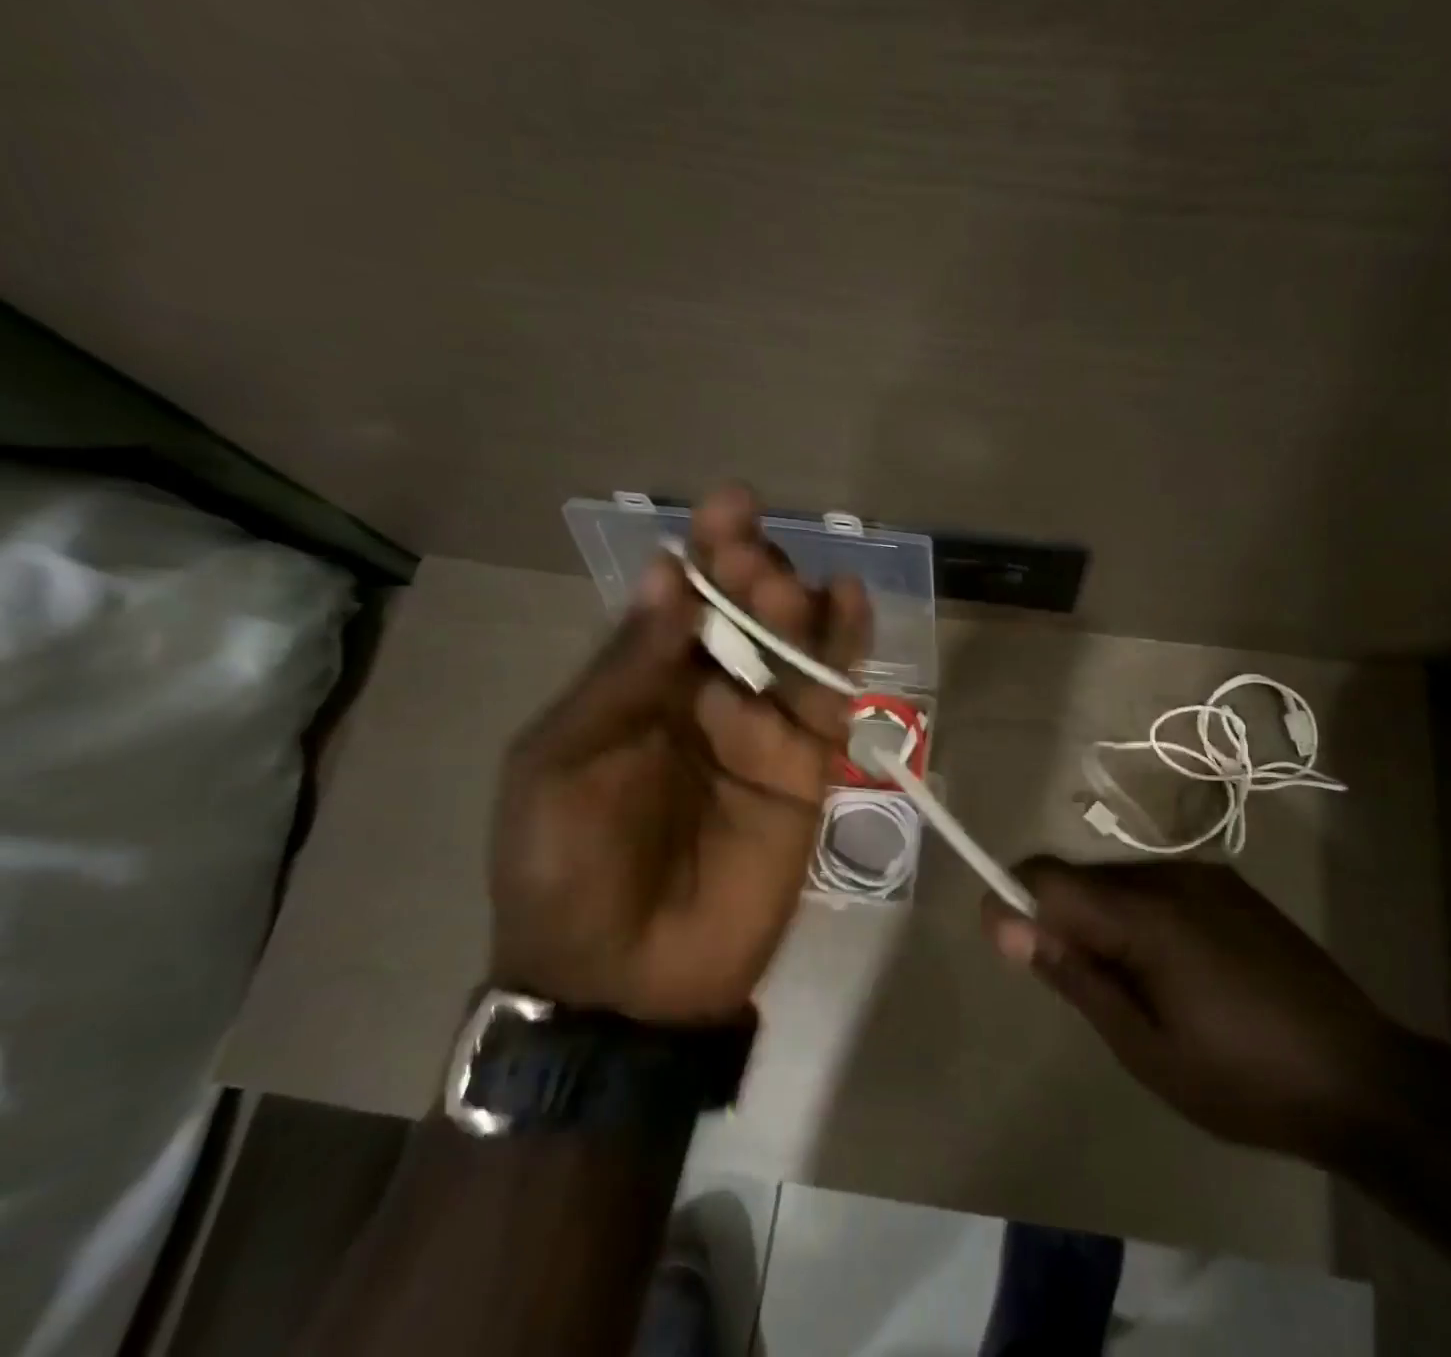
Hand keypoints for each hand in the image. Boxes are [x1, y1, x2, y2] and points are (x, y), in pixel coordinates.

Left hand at [489, 485, 869, 1023]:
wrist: (626, 981)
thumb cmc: (569, 868)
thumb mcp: (566, 760)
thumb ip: (625, 673)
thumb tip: (663, 575)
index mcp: (640, 688)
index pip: (679, 603)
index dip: (704, 553)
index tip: (731, 505)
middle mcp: (706, 697)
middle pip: (743, 618)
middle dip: (752, 576)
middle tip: (756, 560)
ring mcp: (762, 732)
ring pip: (792, 649)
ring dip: (798, 608)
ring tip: (794, 586)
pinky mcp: (807, 768)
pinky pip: (829, 701)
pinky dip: (844, 653)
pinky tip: (851, 605)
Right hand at [981, 858, 1401, 1161]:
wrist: (1363, 1078)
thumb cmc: (1242, 1078)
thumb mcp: (1144, 1046)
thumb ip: (1074, 974)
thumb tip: (1007, 925)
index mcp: (1146, 913)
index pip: (1048, 876)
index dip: (1014, 900)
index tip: (1006, 944)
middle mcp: (1171, 875)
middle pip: (1083, 877)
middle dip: (1062, 920)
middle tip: (1083, 990)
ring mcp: (1206, 875)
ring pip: (1120, 882)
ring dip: (1104, 921)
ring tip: (1136, 990)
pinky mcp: (1231, 886)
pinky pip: (1159, 887)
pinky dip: (1141, 918)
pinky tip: (1176, 972)